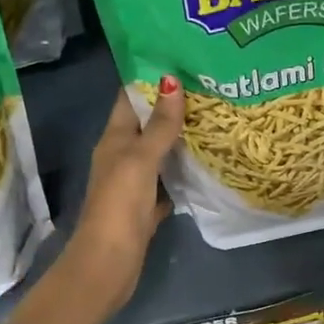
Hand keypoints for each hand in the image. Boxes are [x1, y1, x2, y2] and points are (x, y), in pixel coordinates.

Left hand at [64, 76, 185, 318]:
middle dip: (172, 106)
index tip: (181, 60)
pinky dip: (182, 171)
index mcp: (113, 140)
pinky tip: (206, 163)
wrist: (108, 262)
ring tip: (214, 116)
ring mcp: (134, 183)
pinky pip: (167, 181)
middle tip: (209, 86)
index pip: (129, 99)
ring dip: (179, 138)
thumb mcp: (140, 159)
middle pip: (147, 124)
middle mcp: (121, 156)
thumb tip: (171, 80)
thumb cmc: (120, 205)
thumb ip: (158, 125)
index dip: (150, 79)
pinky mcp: (146, 207)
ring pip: (159, 152)